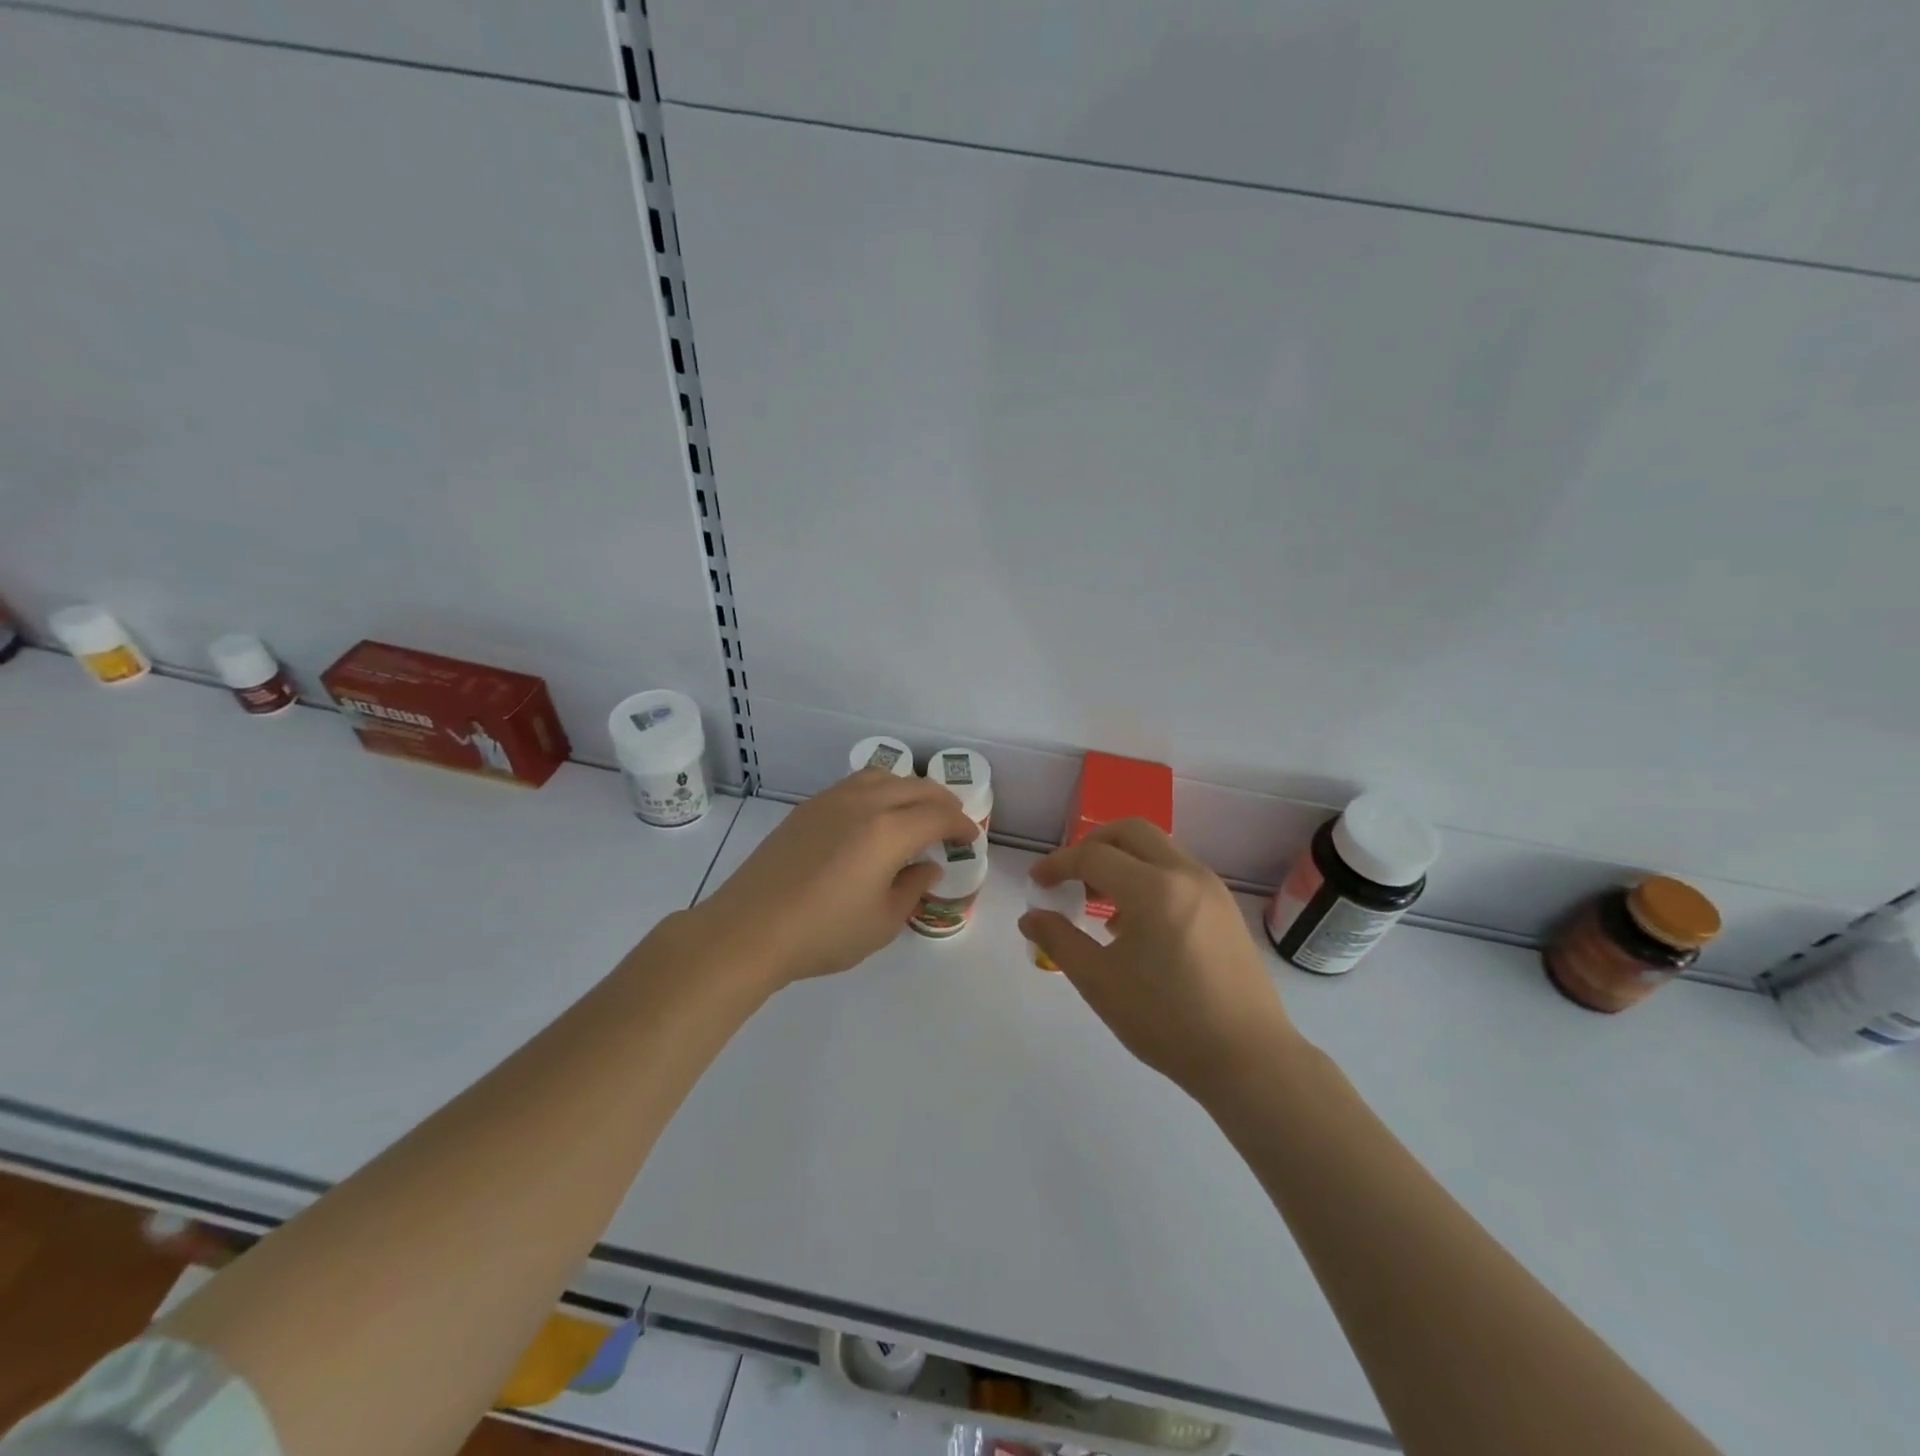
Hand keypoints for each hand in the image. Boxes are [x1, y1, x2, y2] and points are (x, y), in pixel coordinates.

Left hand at [692, 769, 979, 987]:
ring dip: (910, 789)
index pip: (939, 816)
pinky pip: (856, 784)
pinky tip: (875, 816)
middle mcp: (864, 803)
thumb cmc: (823, 933)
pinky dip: (880, 790)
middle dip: (942, 802)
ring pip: (884, 776)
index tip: (970, 838)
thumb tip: (926, 867)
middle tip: (952, 822)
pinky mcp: (808, 808)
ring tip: (916, 812)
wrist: (749, 929)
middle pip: (916, 787)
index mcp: (889, 831)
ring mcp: (832, 800)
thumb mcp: (882, 922)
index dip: (961, 824)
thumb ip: (912, 889)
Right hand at [1018, 819, 1300, 1103]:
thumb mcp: (1100, 982)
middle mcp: (1185, 874)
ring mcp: (1211, 888)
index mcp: (1153, 888)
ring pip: (1159, 848)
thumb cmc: (1167, 1021)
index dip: (1058, 864)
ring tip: (1102, 902)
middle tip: (1071, 876)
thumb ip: (1060, 941)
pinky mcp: (1225, 908)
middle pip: (1131, 831)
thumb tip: (1031, 916)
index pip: (1093, 856)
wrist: (1249, 1059)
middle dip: (1093, 844)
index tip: (1037, 881)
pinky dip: (1149, 876)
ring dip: (1124, 859)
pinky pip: (1178, 871)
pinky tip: (1137, 923)